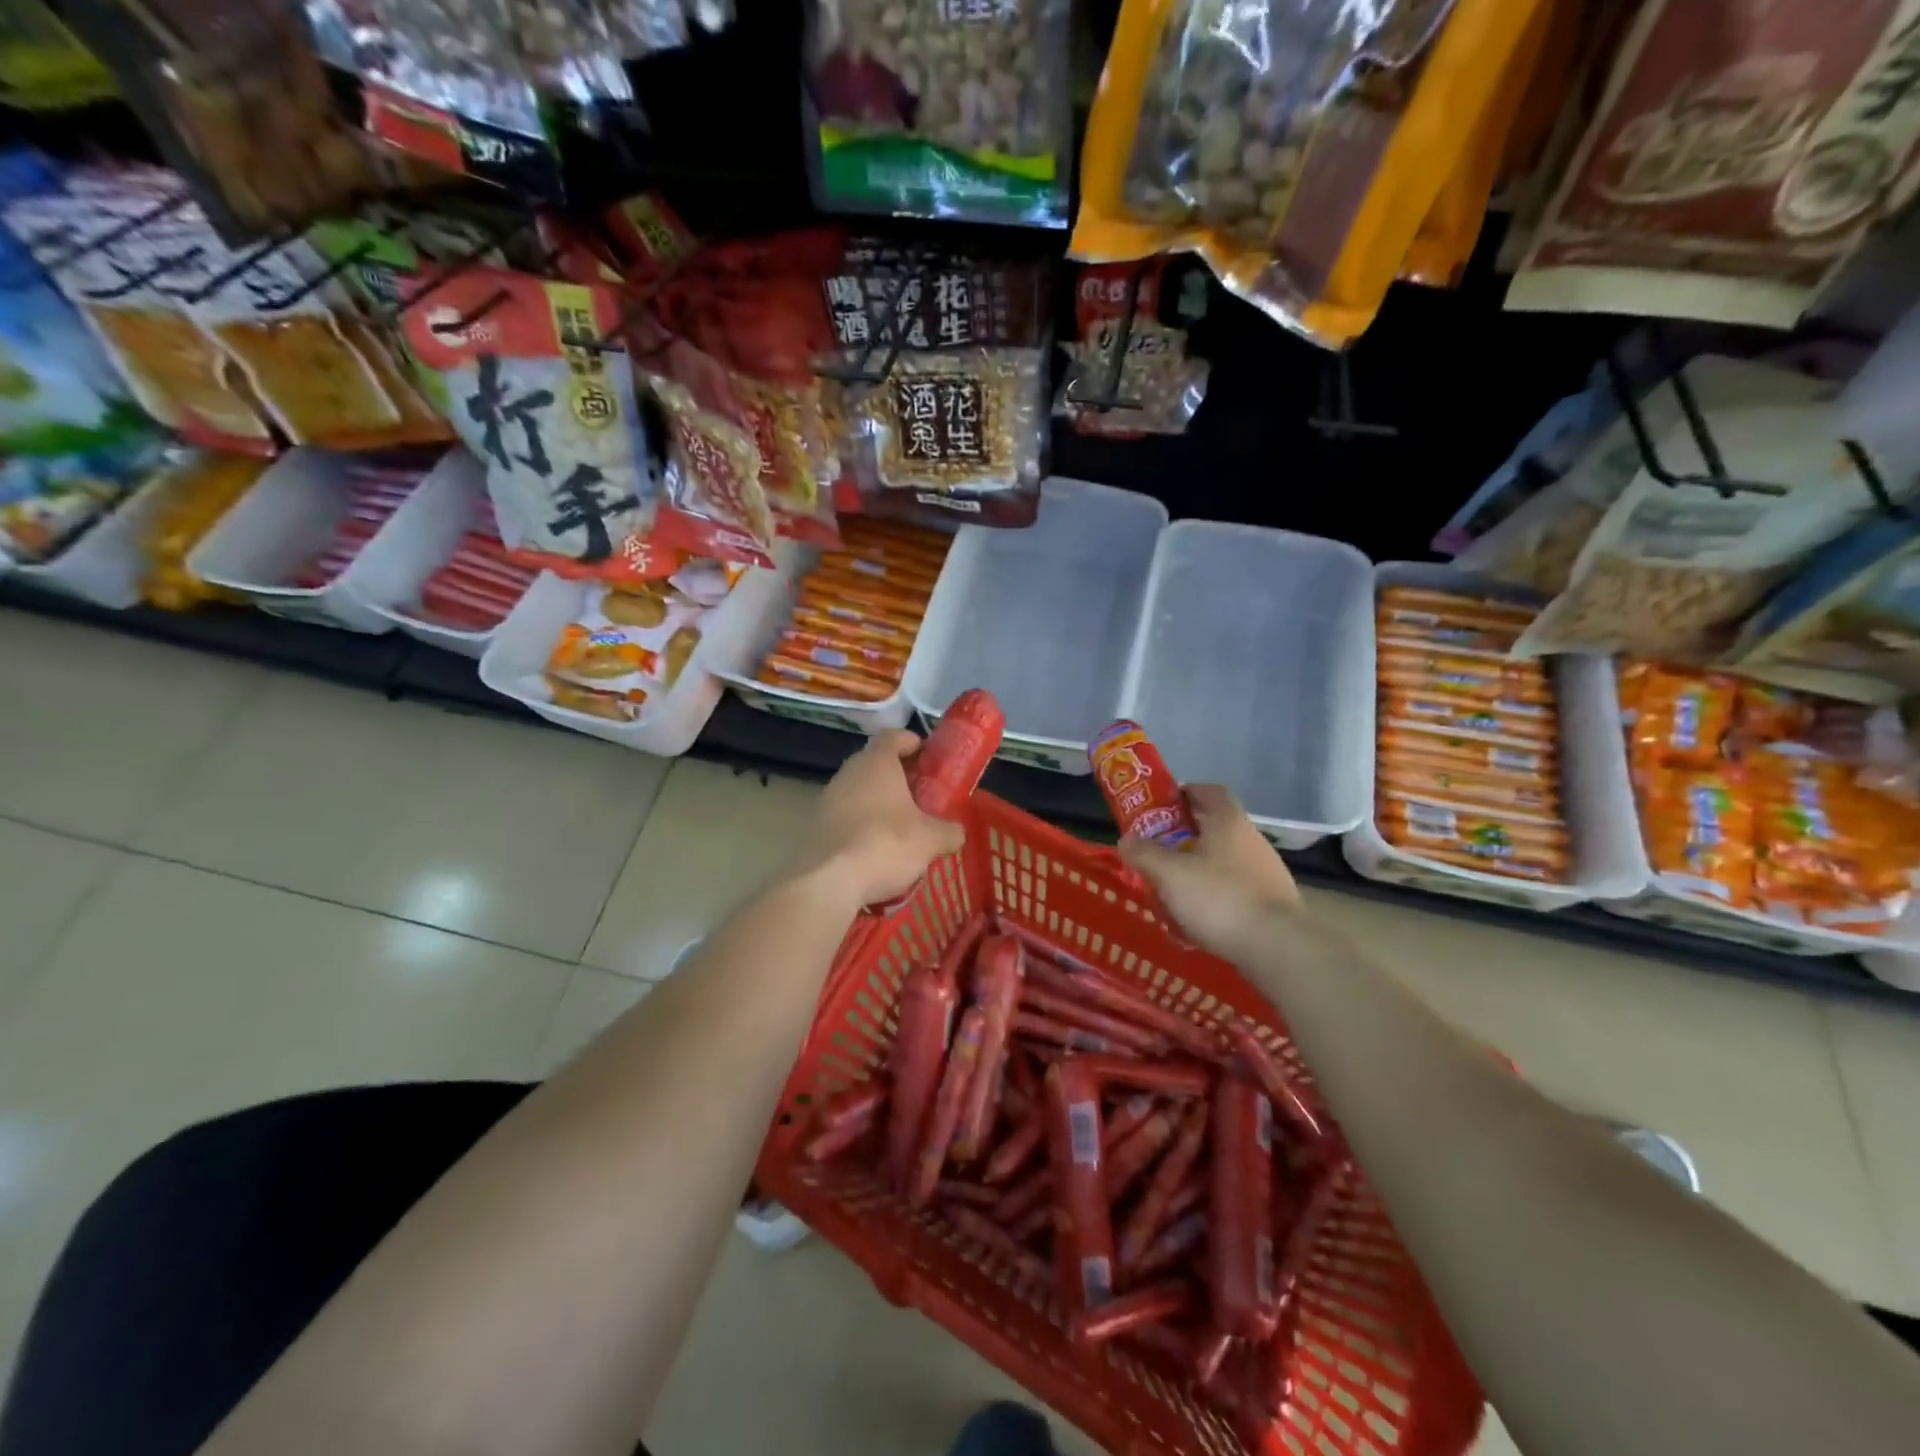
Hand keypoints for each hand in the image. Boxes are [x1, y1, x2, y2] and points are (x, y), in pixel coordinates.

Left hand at [790, 730, 965, 907]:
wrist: (827, 882)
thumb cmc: (885, 845)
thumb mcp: (930, 840)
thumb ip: (949, 832)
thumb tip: (956, 833)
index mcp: (877, 763)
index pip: (894, 736)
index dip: (912, 742)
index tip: (928, 756)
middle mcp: (849, 773)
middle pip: (875, 764)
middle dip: (899, 777)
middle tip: (921, 795)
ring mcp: (828, 799)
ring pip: (859, 791)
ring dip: (879, 803)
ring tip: (902, 826)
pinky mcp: (816, 826)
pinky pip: (846, 817)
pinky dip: (862, 826)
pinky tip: (877, 850)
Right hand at [1118, 783, 1300, 955]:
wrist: (1278, 947)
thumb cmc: (1219, 898)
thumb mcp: (1169, 874)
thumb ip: (1144, 853)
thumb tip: (1126, 839)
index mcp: (1228, 821)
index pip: (1208, 791)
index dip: (1184, 793)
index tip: (1160, 808)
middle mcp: (1251, 839)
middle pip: (1213, 826)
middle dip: (1183, 836)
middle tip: (1156, 850)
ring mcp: (1265, 871)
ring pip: (1223, 860)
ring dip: (1197, 868)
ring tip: (1171, 888)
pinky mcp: (1271, 902)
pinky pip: (1234, 889)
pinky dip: (1213, 896)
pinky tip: (1196, 918)